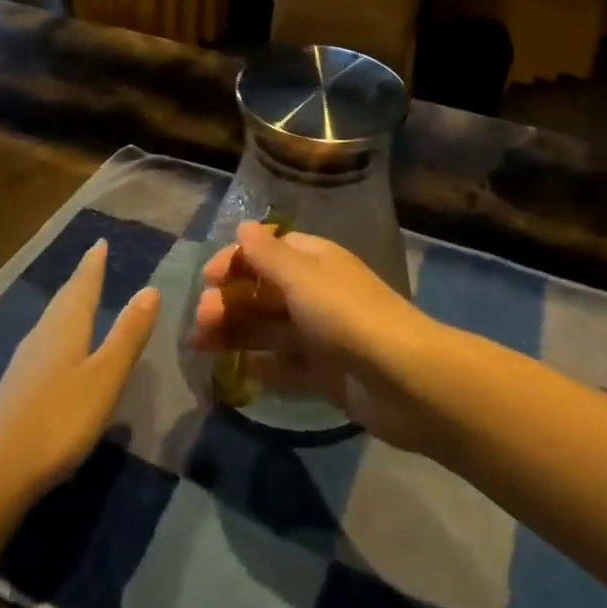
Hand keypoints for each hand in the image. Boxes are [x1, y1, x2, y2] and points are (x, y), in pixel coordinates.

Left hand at [0, 241, 159, 500]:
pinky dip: (58, 331)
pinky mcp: (16, 387)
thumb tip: (150, 289)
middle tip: (92, 263)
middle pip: (64, 300)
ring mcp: (24, 362)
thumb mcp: (105, 377)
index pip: (82, 286)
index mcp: (65, 327)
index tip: (99, 242)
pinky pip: (43, 342)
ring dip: (67, 305)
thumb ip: (127, 335)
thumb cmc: (60, 419)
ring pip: (51, 321)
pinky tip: (57, 347)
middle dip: (80, 281)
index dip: (93, 265)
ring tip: (78, 297)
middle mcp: (42, 335)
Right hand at [189, 223, 440, 450]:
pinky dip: (264, 366)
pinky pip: (287, 366)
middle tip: (201, 321)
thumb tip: (243, 227)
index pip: (269, 250)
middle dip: (231, 300)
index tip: (208, 278)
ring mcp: (323, 335)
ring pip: (271, 328)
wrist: (406, 380)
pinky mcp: (327, 374)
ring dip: (237, 332)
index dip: (237, 260)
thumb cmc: (347, 316)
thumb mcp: (302, 277)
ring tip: (200, 345)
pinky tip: (239, 372)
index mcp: (316, 261)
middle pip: (265, 291)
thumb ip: (268, 255)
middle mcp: (318, 293)